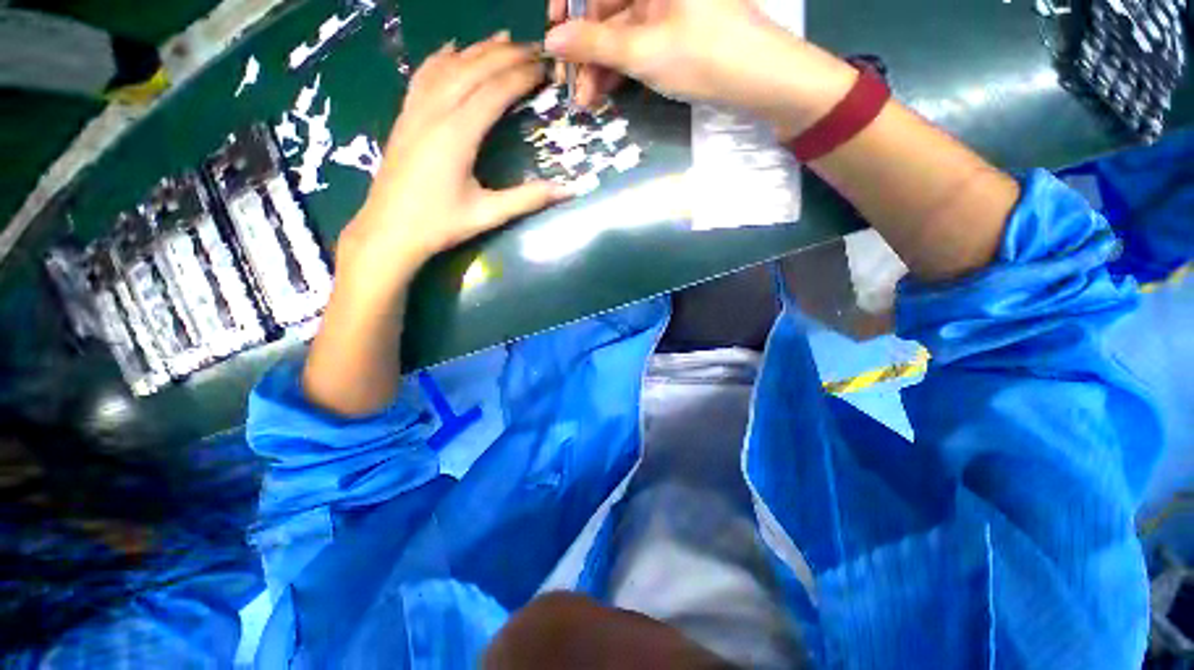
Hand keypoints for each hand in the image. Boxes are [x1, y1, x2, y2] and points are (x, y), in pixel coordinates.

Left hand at [338, 33, 566, 292]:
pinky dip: (441, 58)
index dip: (521, 76)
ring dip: (477, 50)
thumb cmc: (440, 225)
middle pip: (473, 70)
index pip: (494, 91)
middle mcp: (435, 112)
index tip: (545, 66)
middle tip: (534, 48)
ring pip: (448, 67)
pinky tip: (452, 49)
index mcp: (457, 134)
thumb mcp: (488, 214)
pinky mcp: (404, 117)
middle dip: (506, 55)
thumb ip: (528, 199)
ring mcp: (415, 111)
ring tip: (503, 39)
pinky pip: (423, 76)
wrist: (388, 232)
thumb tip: (568, 190)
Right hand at [545, 0, 855, 136]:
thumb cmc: (702, 55)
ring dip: (601, 65)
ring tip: (589, 100)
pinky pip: (638, 44)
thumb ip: (594, 44)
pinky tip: (609, 91)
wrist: (760, 78)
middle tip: (573, 87)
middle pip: (607, 9)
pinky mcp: (674, 31)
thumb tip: (552, 40)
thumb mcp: (643, 51)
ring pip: (620, 32)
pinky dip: (621, 68)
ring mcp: (666, 7)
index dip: (568, 6)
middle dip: (586, 50)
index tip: (553, 35)